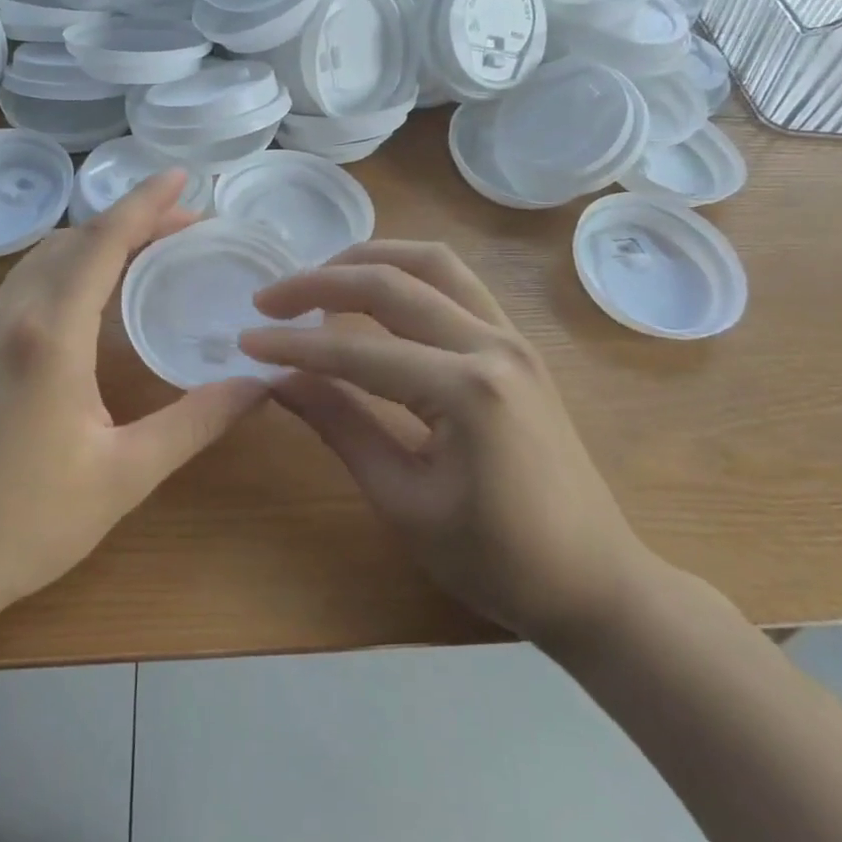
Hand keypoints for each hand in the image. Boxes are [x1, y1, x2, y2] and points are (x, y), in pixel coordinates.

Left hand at [0, 172, 267, 627]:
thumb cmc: (27, 521)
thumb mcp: (126, 473)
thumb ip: (196, 421)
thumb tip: (259, 383)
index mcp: (50, 334)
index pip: (103, 243)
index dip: (144, 204)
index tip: (179, 177)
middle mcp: (12, 315)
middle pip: (75, 239)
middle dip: (131, 219)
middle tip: (185, 223)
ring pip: (46, 255)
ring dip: (97, 239)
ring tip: (148, 245)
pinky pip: (27, 279)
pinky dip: (70, 262)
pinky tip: (93, 287)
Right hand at [239, 242, 659, 652]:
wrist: (596, 582)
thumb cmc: (498, 560)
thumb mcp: (404, 502)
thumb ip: (341, 426)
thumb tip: (279, 379)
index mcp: (467, 390)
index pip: (357, 350)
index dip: (294, 345)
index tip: (246, 341)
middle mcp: (492, 343)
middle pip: (392, 283)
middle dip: (321, 282)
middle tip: (269, 298)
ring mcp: (511, 336)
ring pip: (430, 263)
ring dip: (368, 259)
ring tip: (319, 278)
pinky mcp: (517, 342)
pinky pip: (457, 281)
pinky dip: (407, 272)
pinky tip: (376, 290)